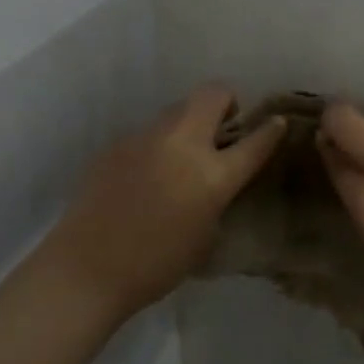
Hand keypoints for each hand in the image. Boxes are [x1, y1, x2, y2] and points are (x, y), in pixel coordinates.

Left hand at [47, 84, 284, 315]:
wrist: (87, 269)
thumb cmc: (156, 265)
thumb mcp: (206, 236)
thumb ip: (216, 197)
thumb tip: (213, 179)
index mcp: (211, 175)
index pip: (254, 141)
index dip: (270, 129)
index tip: (276, 122)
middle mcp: (181, 144)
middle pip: (213, 94)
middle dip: (226, 102)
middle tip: (223, 129)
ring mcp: (145, 138)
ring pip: (177, 109)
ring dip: (190, 123)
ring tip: (181, 155)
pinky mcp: (117, 143)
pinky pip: (148, 134)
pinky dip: (157, 145)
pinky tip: (145, 176)